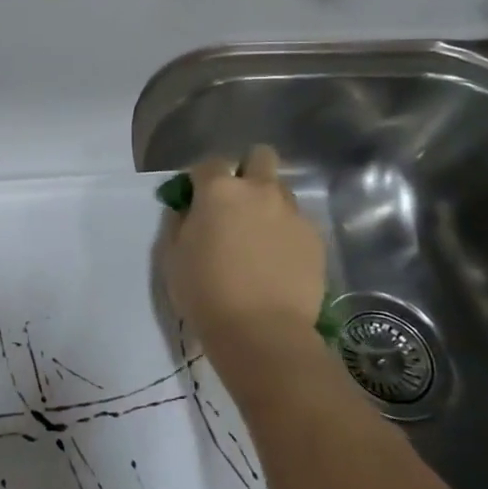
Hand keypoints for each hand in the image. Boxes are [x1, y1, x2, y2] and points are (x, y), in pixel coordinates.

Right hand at [160, 146, 327, 348]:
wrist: (261, 331)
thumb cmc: (205, 291)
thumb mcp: (172, 256)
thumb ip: (179, 222)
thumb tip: (187, 210)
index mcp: (219, 190)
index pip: (209, 163)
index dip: (201, 179)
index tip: (196, 199)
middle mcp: (259, 191)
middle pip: (260, 157)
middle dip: (247, 170)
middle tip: (235, 203)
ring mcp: (292, 213)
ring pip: (281, 191)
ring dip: (268, 203)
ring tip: (258, 236)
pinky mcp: (315, 238)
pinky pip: (297, 222)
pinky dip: (286, 232)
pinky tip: (277, 260)